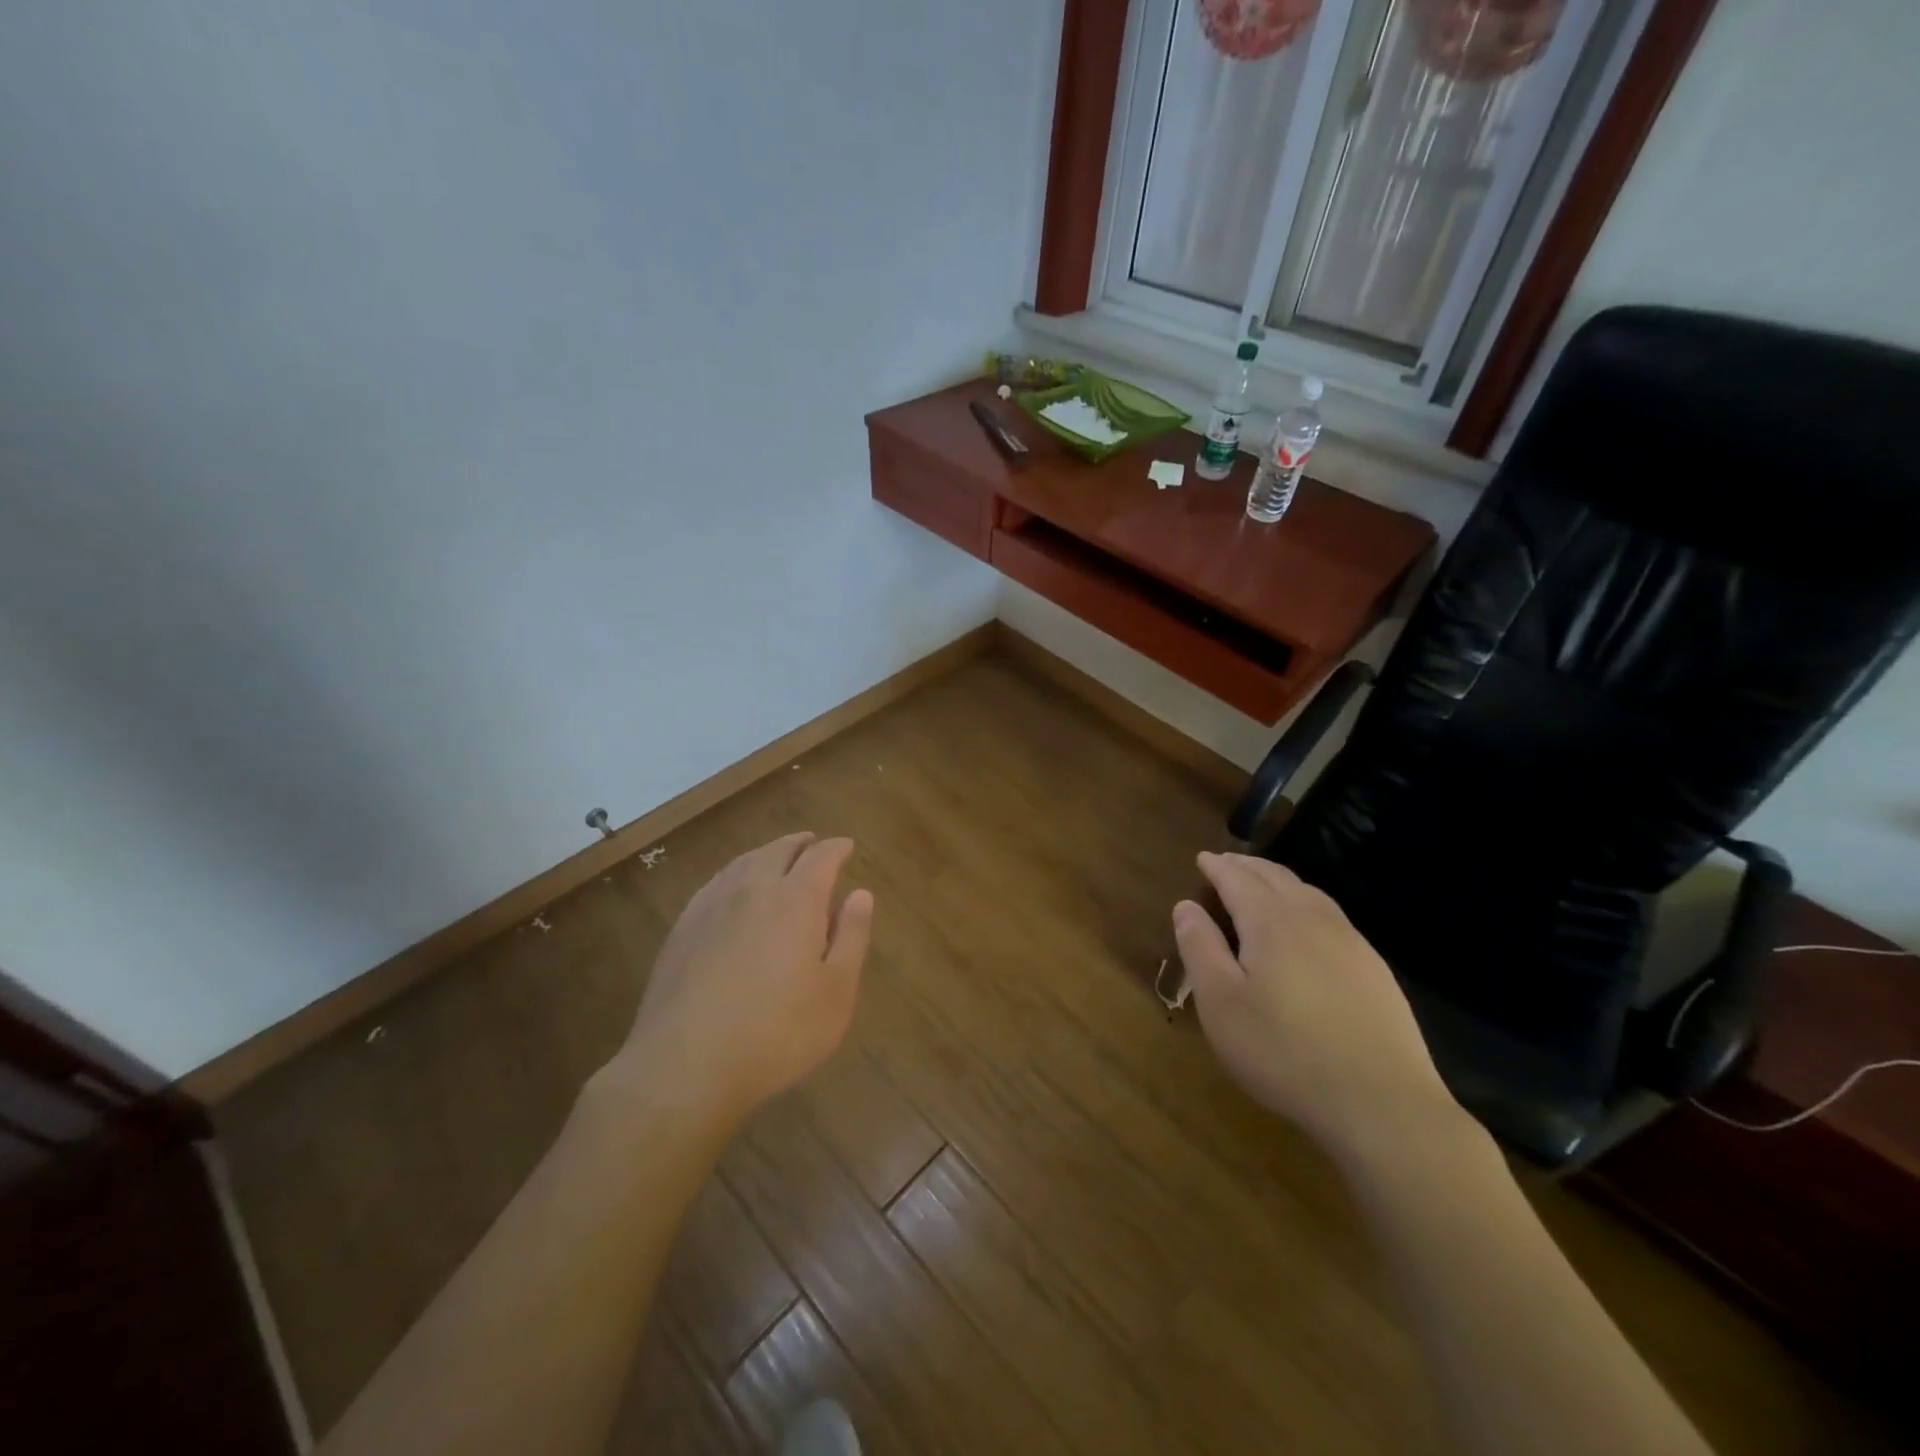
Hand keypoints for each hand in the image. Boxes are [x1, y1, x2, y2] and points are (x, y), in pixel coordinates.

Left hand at [612, 832, 872, 1127]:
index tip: (847, 846)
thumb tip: (861, 894)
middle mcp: (752, 890)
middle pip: (778, 851)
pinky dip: (735, 874)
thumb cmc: (777, 1033)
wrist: (685, 1066)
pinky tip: (733, 889)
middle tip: (813, 844)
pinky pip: (715, 883)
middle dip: (800, 844)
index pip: (820, 857)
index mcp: (796, 900)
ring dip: (766, 854)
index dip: (837, 848)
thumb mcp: (836, 992)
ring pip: (743, 863)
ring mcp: (711, 906)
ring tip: (777, 858)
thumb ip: (851, 937)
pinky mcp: (682, 929)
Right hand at [1172, 852, 1455, 1158]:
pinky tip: (1307, 926)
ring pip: (1309, 893)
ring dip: (1279, 880)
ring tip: (1262, 883)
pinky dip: (1307, 903)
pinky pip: (1332, 917)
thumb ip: (1200, 948)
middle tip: (1226, 863)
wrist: (1381, 1103)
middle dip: (1247, 866)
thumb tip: (1186, 906)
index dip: (1217, 867)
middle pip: (1276, 877)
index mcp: (1271, 922)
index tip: (1202, 858)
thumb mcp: (1221, 1004)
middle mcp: (1312, 919)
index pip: (1238, 879)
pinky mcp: (1375, 970)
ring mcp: (1351, 943)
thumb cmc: (1284, 1052)